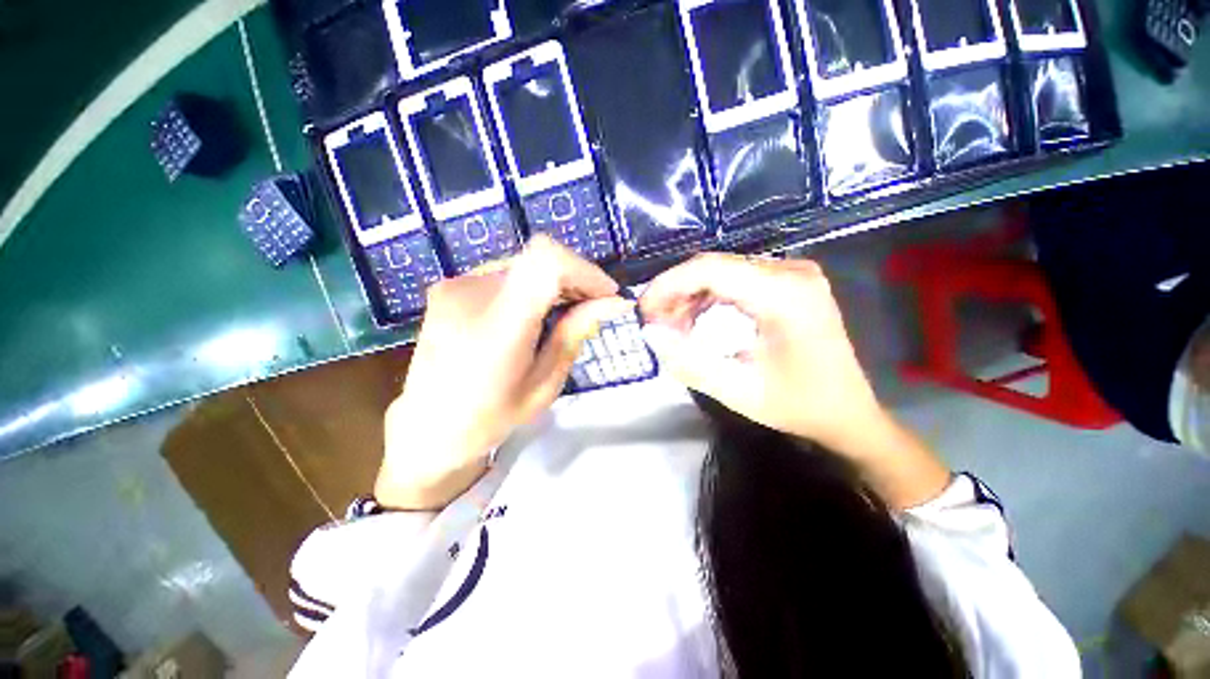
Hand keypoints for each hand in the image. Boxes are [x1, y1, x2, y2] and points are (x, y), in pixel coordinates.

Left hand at [377, 237, 630, 510]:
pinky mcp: (449, 286)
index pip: (546, 261)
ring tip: (563, 315)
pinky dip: (530, 286)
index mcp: (498, 326)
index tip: (605, 295)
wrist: (427, 428)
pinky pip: (505, 274)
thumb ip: (575, 334)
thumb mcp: (544, 385)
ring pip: (524, 264)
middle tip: (591, 309)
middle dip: (575, 279)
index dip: (585, 270)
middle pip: (540, 259)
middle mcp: (472, 293)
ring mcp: (456, 285)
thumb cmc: (490, 418)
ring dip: (554, 283)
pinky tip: (533, 315)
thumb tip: (614, 303)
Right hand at [640, 254, 950, 507]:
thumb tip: (650, 334)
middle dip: (676, 292)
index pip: (710, 269)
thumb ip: (688, 362)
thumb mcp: (738, 391)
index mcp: (785, 295)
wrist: (848, 412)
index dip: (669, 284)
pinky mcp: (790, 282)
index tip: (644, 310)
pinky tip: (698, 320)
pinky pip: (737, 278)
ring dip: (691, 295)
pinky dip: (709, 297)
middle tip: (656, 324)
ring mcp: (794, 273)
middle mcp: (792, 272)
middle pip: (715, 266)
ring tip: (674, 326)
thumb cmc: (799, 406)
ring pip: (722, 270)